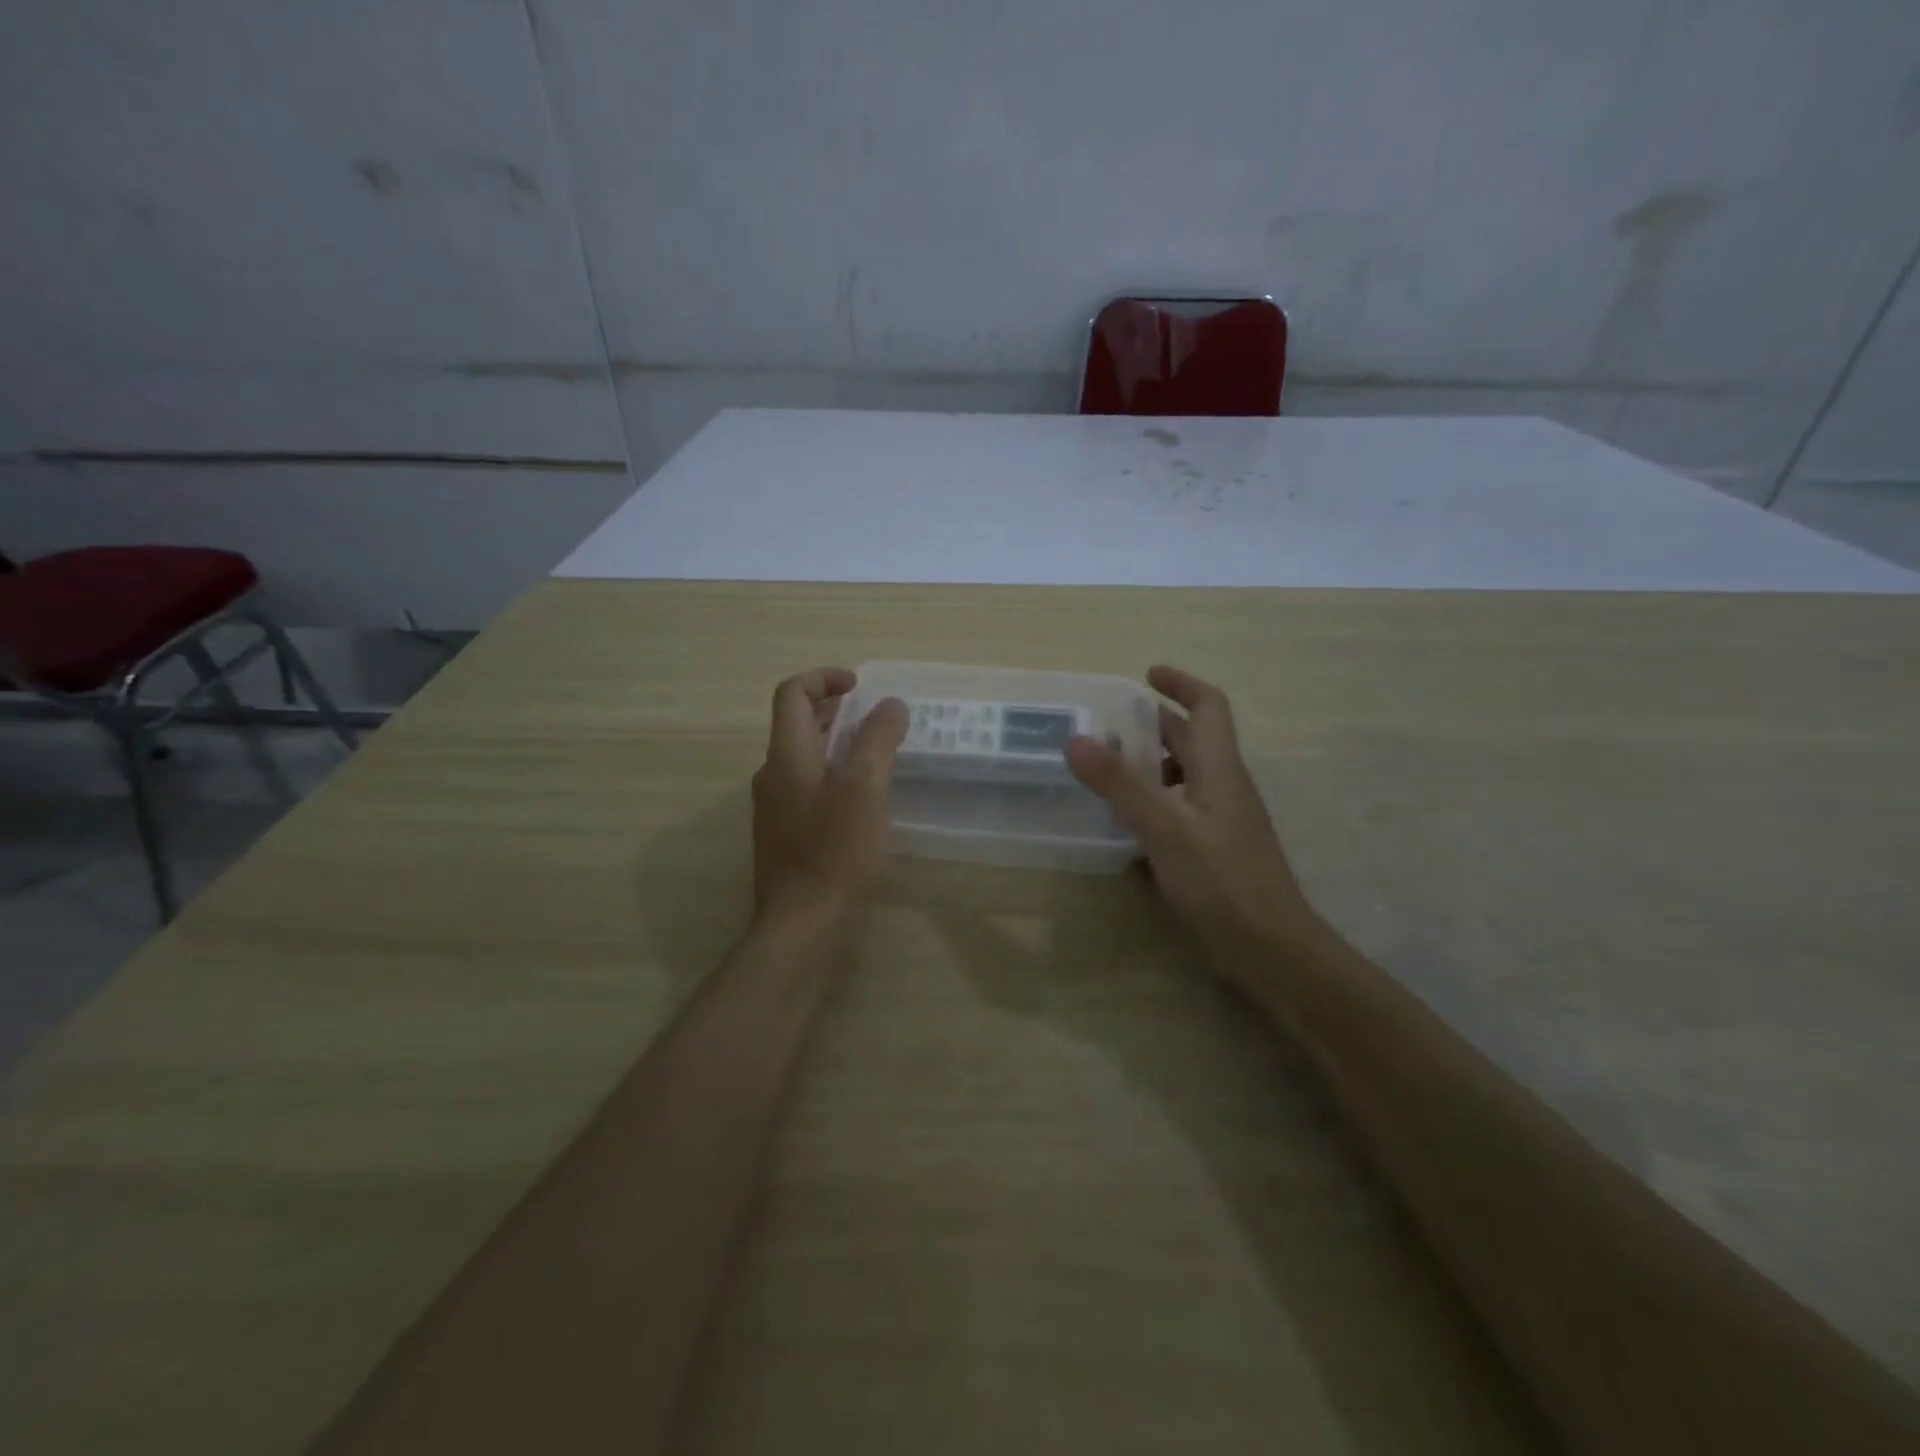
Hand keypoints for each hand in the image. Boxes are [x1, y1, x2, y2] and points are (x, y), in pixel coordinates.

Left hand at [751, 667, 908, 934]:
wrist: (801, 923)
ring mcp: (775, 806)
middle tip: (873, 714)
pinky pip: (807, 785)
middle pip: (795, 723)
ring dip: (834, 741)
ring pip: (802, 756)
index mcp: (787, 756)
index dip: (823, 678)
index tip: (860, 686)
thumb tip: (890, 705)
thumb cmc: (834, 852)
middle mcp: (773, 775)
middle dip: (833, 708)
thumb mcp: (865, 789)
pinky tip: (862, 796)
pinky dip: (832, 772)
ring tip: (874, 750)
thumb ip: (878, 740)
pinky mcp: (785, 832)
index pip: (792, 694)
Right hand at [1066, 666, 1320, 962]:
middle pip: (1192, 739)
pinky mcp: (1214, 850)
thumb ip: (1119, 784)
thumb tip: (1076, 739)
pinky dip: (1153, 802)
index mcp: (1220, 767)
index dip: (1180, 683)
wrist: (1270, 948)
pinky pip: (1180, 809)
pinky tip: (1124, 823)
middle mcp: (1224, 785)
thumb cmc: (1221, 880)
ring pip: (1184, 775)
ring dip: (1150, 764)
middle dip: (1153, 724)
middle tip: (1106, 724)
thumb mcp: (1164, 828)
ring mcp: (1221, 820)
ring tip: (1106, 771)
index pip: (1208, 706)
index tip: (1146, 675)